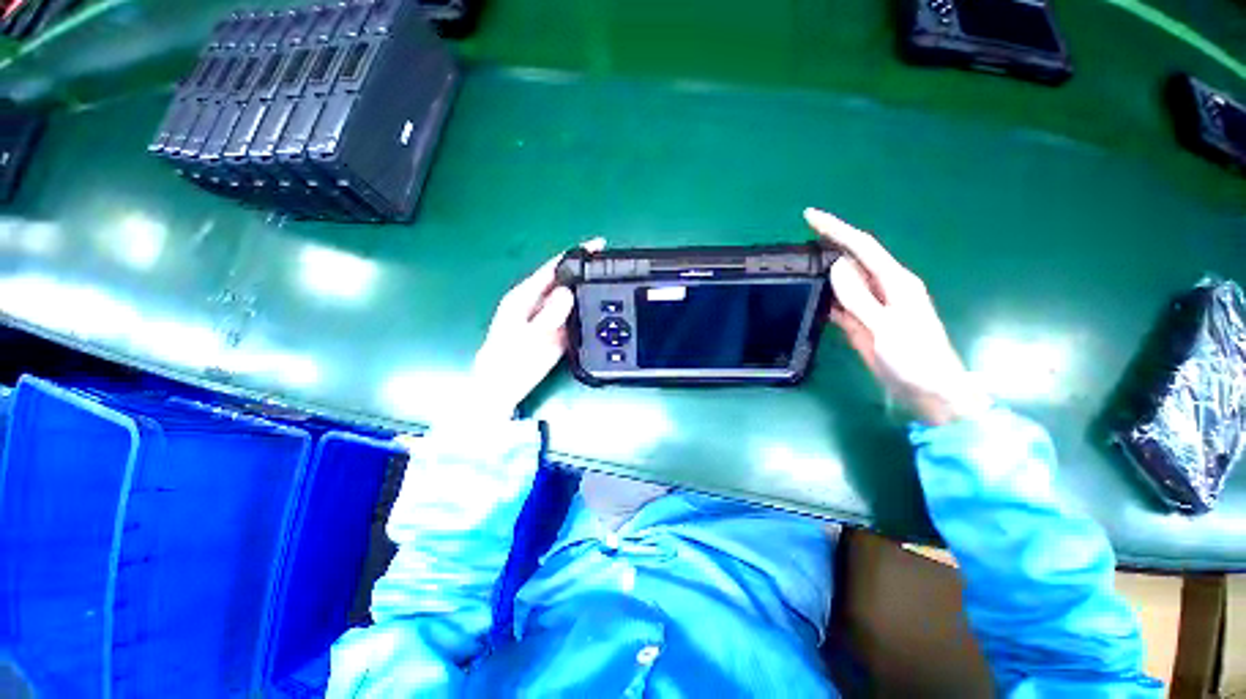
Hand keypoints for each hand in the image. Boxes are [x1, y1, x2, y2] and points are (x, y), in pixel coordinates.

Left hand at [468, 239, 605, 419]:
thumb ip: (548, 316)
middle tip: (611, 266)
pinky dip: (584, 308)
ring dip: (587, 289)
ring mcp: (545, 316)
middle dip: (585, 270)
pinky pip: (572, 314)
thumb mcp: (530, 338)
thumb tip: (567, 292)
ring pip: (569, 296)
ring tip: (610, 283)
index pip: (552, 268)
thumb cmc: (509, 363)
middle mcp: (535, 302)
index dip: (575, 255)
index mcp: (524, 296)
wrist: (502, 389)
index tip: (597, 245)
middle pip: (563, 280)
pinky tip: (598, 308)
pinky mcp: (553, 330)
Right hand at [805, 208, 989, 425]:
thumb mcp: (885, 327)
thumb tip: (836, 266)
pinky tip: (810, 295)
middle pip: (852, 260)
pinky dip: (825, 298)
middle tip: (797, 242)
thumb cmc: (915, 358)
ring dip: (823, 272)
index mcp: (895, 282)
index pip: (862, 246)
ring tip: (798, 265)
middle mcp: (884, 288)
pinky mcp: (863, 323)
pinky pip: (840, 304)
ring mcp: (872, 306)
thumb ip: (859, 297)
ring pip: (844, 282)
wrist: (928, 391)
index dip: (836, 229)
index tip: (809, 216)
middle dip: (828, 246)